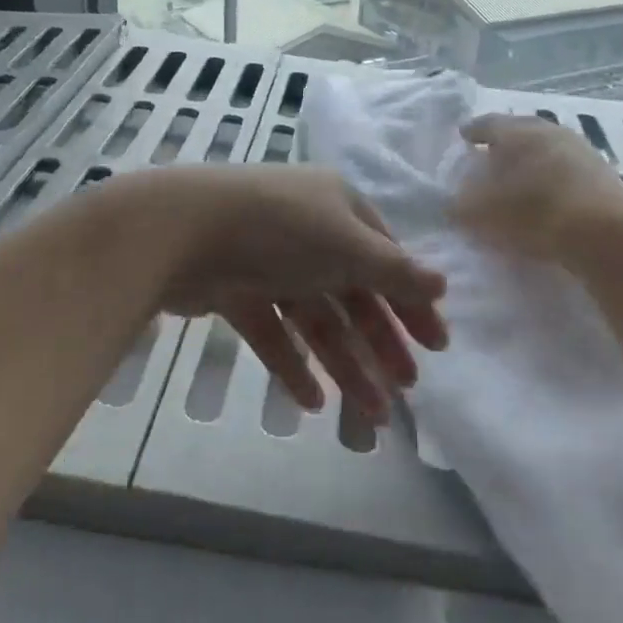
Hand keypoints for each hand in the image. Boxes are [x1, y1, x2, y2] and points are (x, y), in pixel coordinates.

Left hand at [108, 166, 446, 424]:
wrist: (179, 229)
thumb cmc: (279, 229)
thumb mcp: (347, 245)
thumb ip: (395, 271)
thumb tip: (443, 283)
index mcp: (337, 208)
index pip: (385, 259)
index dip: (412, 302)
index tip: (437, 346)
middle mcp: (306, 231)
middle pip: (352, 294)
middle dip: (379, 342)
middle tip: (406, 388)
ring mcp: (268, 262)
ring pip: (315, 319)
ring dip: (344, 364)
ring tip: (370, 414)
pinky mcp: (234, 290)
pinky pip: (273, 331)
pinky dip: (292, 363)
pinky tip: (312, 401)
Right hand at [455, 114, 622, 260]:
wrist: (605, 234)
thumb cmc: (532, 213)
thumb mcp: (481, 214)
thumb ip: (460, 206)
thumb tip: (452, 203)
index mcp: (516, 132)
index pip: (488, 123)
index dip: (473, 130)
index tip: (463, 136)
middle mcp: (549, 131)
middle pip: (521, 131)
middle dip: (504, 144)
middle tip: (489, 156)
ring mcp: (581, 150)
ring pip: (547, 149)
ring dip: (531, 160)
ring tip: (518, 178)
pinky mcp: (603, 175)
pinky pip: (566, 169)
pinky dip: (551, 178)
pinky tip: (546, 195)